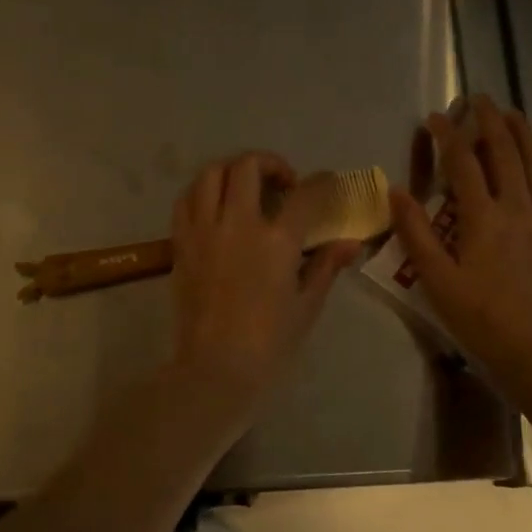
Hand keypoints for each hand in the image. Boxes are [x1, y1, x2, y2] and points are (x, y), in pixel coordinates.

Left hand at [165, 152, 361, 438]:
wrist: (214, 368)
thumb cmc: (269, 342)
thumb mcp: (306, 305)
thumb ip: (326, 266)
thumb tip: (350, 243)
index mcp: (277, 241)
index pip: (304, 194)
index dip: (321, 182)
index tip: (327, 182)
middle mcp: (238, 224)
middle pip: (249, 166)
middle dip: (270, 163)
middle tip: (282, 183)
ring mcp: (204, 230)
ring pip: (211, 174)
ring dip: (232, 170)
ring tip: (245, 186)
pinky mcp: (181, 243)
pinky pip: (186, 200)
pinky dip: (202, 191)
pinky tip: (215, 205)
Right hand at [389, 97, 531, 404]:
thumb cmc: (481, 319)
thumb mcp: (436, 280)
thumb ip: (415, 233)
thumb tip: (396, 191)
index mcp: (482, 218)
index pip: (462, 164)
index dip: (448, 136)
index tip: (435, 117)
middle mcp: (518, 208)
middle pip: (505, 152)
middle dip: (490, 121)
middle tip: (478, 100)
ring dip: (525, 134)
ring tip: (513, 113)